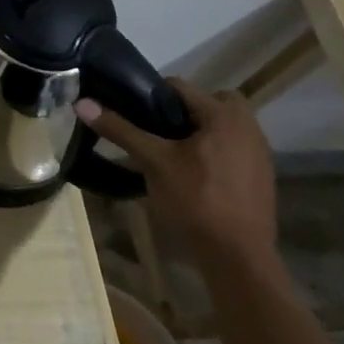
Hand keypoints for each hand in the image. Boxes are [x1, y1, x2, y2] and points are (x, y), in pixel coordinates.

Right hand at [77, 79, 278, 271]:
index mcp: (224, 116)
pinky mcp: (261, 177)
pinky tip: (193, 175)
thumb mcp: (153, 162)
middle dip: (184, 110)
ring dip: (199, 131)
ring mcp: (259, 154)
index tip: (133, 113)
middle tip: (157, 130)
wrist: (238, 257)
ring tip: (170, 152)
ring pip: (223, 126)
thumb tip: (82, 103)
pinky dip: (213, 151)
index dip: (152, 95)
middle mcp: (248, 127)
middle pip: (210, 102)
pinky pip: (233, 148)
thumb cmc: (196, 200)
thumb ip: (121, 130)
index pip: (180, 86)